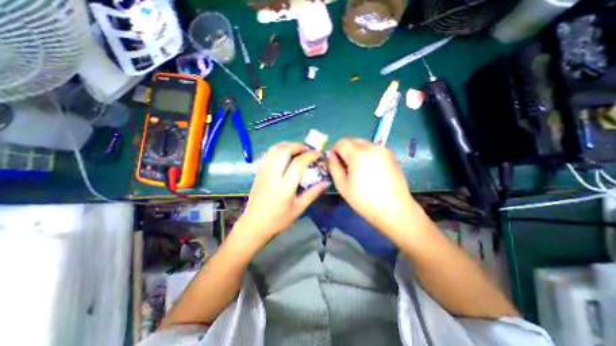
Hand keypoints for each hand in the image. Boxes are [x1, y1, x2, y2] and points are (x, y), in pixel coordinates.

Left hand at [237, 144, 331, 242]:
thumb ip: (313, 193)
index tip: (318, 154)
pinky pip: (268, 154)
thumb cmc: (278, 219)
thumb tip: (327, 182)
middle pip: (284, 151)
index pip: (298, 164)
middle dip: (298, 146)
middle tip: (307, 150)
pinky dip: (278, 149)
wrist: (254, 224)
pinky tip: (285, 154)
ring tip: (297, 150)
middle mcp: (272, 176)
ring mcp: (263, 172)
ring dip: (287, 145)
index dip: (310, 155)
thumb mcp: (299, 208)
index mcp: (284, 187)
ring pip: (274, 149)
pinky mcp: (258, 172)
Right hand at [327, 140, 423, 233]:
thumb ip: (334, 167)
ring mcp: (383, 150)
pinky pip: (373, 149)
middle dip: (345, 150)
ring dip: (355, 151)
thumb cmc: (365, 200)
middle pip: (353, 140)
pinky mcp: (391, 156)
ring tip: (356, 169)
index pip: (342, 142)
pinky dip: (366, 154)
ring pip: (363, 144)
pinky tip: (368, 170)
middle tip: (344, 166)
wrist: (394, 210)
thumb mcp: (343, 185)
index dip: (334, 150)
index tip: (334, 161)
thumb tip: (330, 155)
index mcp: (359, 154)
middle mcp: (372, 147)